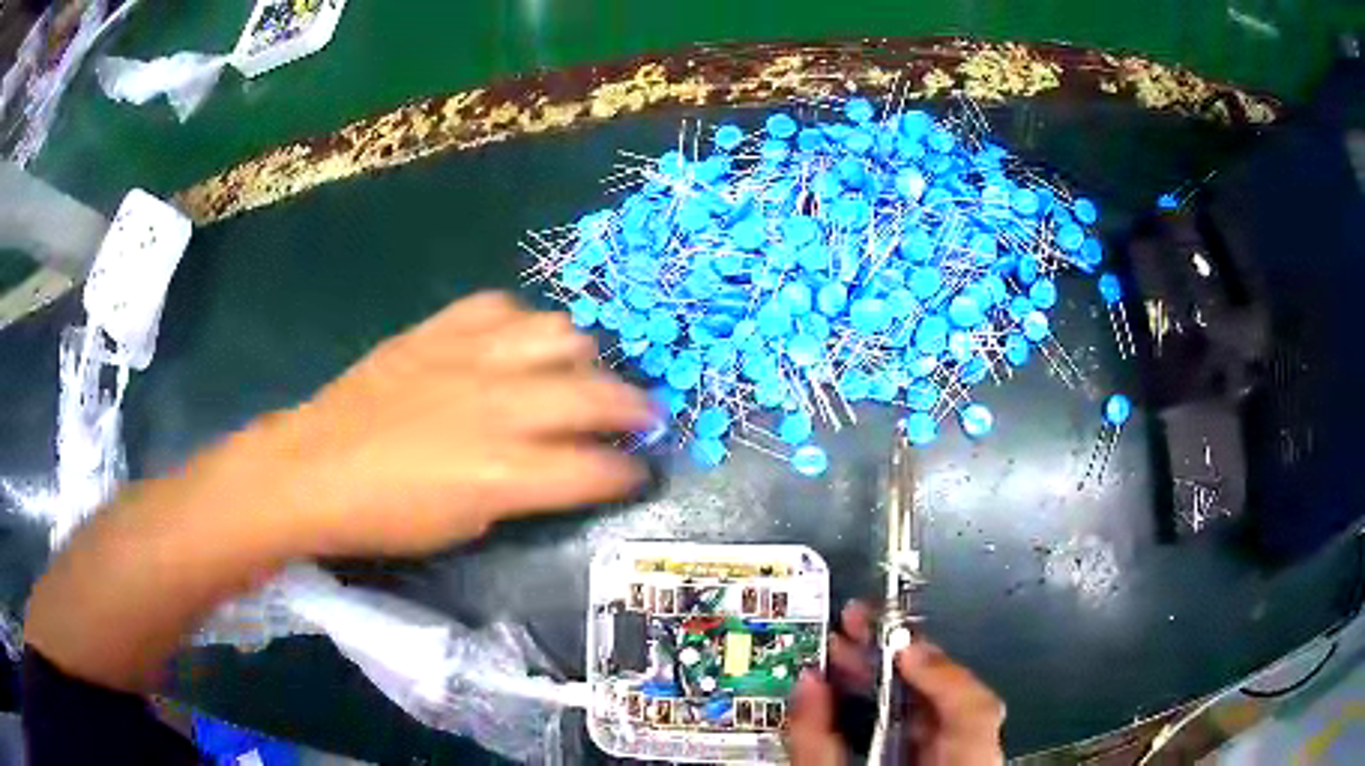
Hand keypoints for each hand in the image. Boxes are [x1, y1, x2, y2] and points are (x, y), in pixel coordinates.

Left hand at [205, 291, 655, 557]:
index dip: (630, 472)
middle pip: (597, 393)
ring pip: (560, 335)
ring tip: (578, 373)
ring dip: (582, 358)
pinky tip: (516, 344)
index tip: (639, 471)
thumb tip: (562, 469)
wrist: (315, 468)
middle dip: (635, 408)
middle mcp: (501, 405)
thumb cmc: (388, 518)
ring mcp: (470, 356)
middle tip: (642, 416)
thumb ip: (527, 491)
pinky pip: (501, 307)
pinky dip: (522, 325)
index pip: (598, 467)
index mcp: (507, 471)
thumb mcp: (467, 526)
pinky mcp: (439, 329)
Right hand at [788, 602, 1005, 765]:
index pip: (975, 711)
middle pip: (946, 699)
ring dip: (885, 677)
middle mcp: (969, 758)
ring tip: (843, 646)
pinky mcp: (931, 762)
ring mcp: (954, 759)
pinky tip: (852, 687)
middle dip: (896, 660)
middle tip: (853, 625)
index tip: (895, 646)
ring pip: (928, 710)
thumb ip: (818, 745)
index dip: (941, 672)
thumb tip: (806, 682)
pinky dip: (883, 705)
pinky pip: (914, 728)